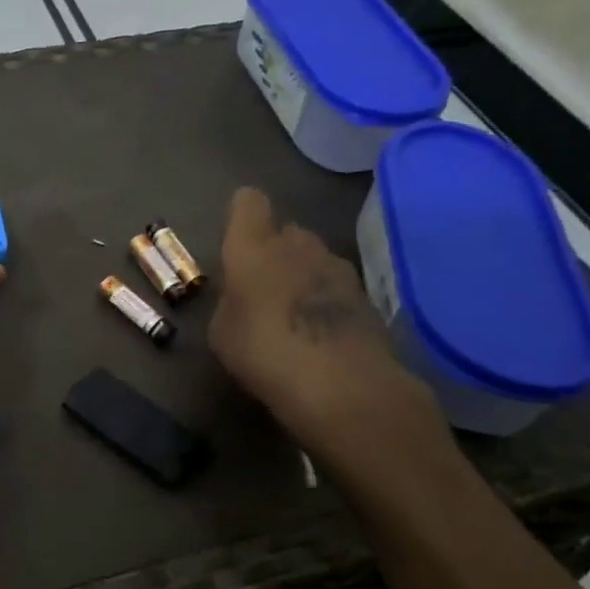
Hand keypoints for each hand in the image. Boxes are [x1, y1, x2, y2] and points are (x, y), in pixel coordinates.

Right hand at [210, 187, 445, 464]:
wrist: (343, 386)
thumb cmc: (264, 353)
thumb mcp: (222, 333)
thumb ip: (231, 303)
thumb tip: (243, 298)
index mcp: (254, 247)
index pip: (249, 203)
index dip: (242, 215)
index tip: (236, 240)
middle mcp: (298, 245)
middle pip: (286, 231)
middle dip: (276, 251)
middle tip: (263, 287)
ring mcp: (338, 269)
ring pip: (315, 259)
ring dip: (304, 277)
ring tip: (294, 316)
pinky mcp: (367, 297)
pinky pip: (337, 289)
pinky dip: (328, 303)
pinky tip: (321, 336)